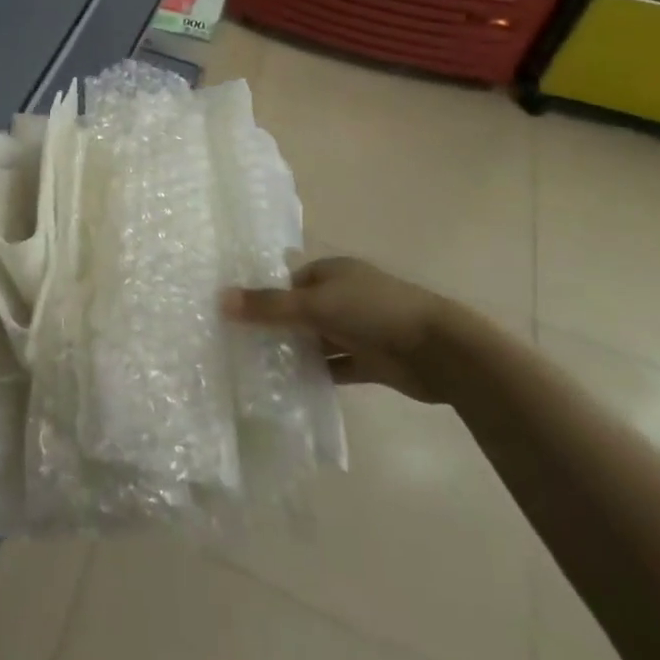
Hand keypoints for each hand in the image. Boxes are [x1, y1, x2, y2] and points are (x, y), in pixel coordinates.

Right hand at [223, 256, 456, 402]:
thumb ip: (269, 306)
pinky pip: (335, 366)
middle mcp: (344, 296)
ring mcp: (358, 329)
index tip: (236, 315)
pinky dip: (317, 374)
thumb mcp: (315, 304)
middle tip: (240, 344)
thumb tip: (220, 299)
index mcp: (333, 272)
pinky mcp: (370, 361)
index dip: (264, 295)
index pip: (289, 281)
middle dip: (276, 326)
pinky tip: (290, 387)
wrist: (439, 351)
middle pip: (301, 310)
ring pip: (317, 339)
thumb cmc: (374, 312)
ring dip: (295, 352)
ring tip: (257, 368)